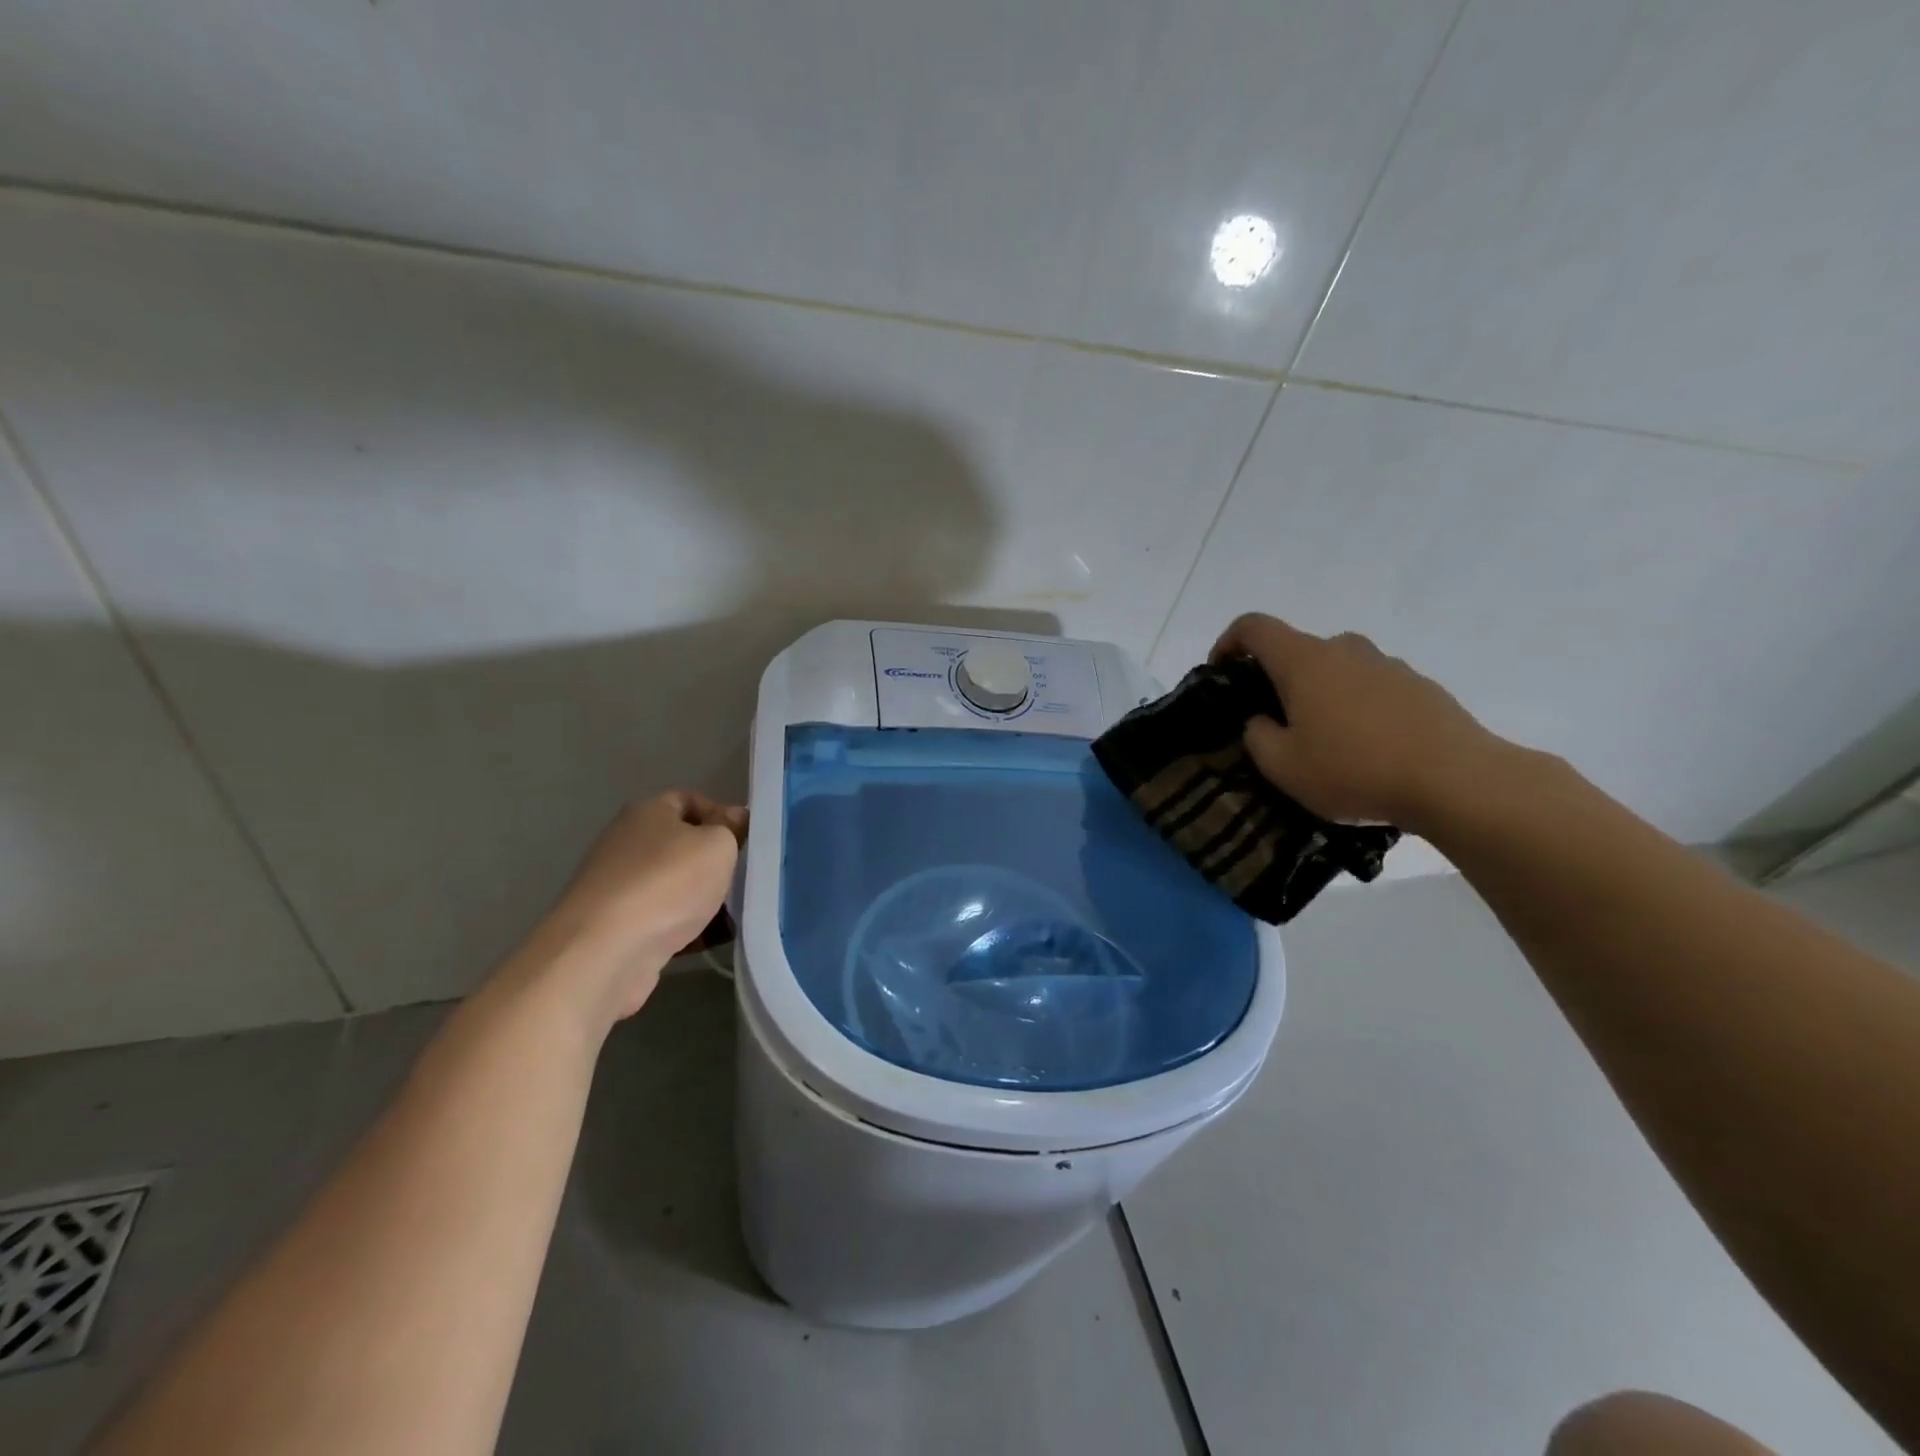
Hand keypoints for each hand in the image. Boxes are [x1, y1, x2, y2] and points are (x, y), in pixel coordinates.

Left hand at [527, 791, 745, 1023]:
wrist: (604, 953)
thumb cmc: (667, 883)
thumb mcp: (716, 845)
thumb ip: (730, 828)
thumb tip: (734, 817)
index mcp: (648, 813)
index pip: (689, 800)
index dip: (722, 815)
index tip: (748, 839)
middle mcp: (628, 843)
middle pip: (683, 845)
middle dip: (716, 862)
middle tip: (747, 877)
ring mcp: (620, 887)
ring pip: (676, 885)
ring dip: (706, 898)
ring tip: (740, 913)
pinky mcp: (618, 927)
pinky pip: (665, 920)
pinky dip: (690, 928)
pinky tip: (716, 940)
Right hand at [1211, 613, 1510, 832]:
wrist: (1456, 781)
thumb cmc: (1354, 769)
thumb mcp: (1282, 766)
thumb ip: (1257, 736)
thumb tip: (1262, 720)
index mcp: (1304, 661)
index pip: (1253, 627)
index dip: (1228, 642)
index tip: (1221, 671)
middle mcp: (1345, 649)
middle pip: (1298, 650)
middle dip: (1277, 679)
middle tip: (1274, 722)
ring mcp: (1387, 665)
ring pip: (1337, 669)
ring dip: (1320, 694)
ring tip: (1323, 741)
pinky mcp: (1420, 686)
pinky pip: (1372, 688)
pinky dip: (1356, 708)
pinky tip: (1365, 750)